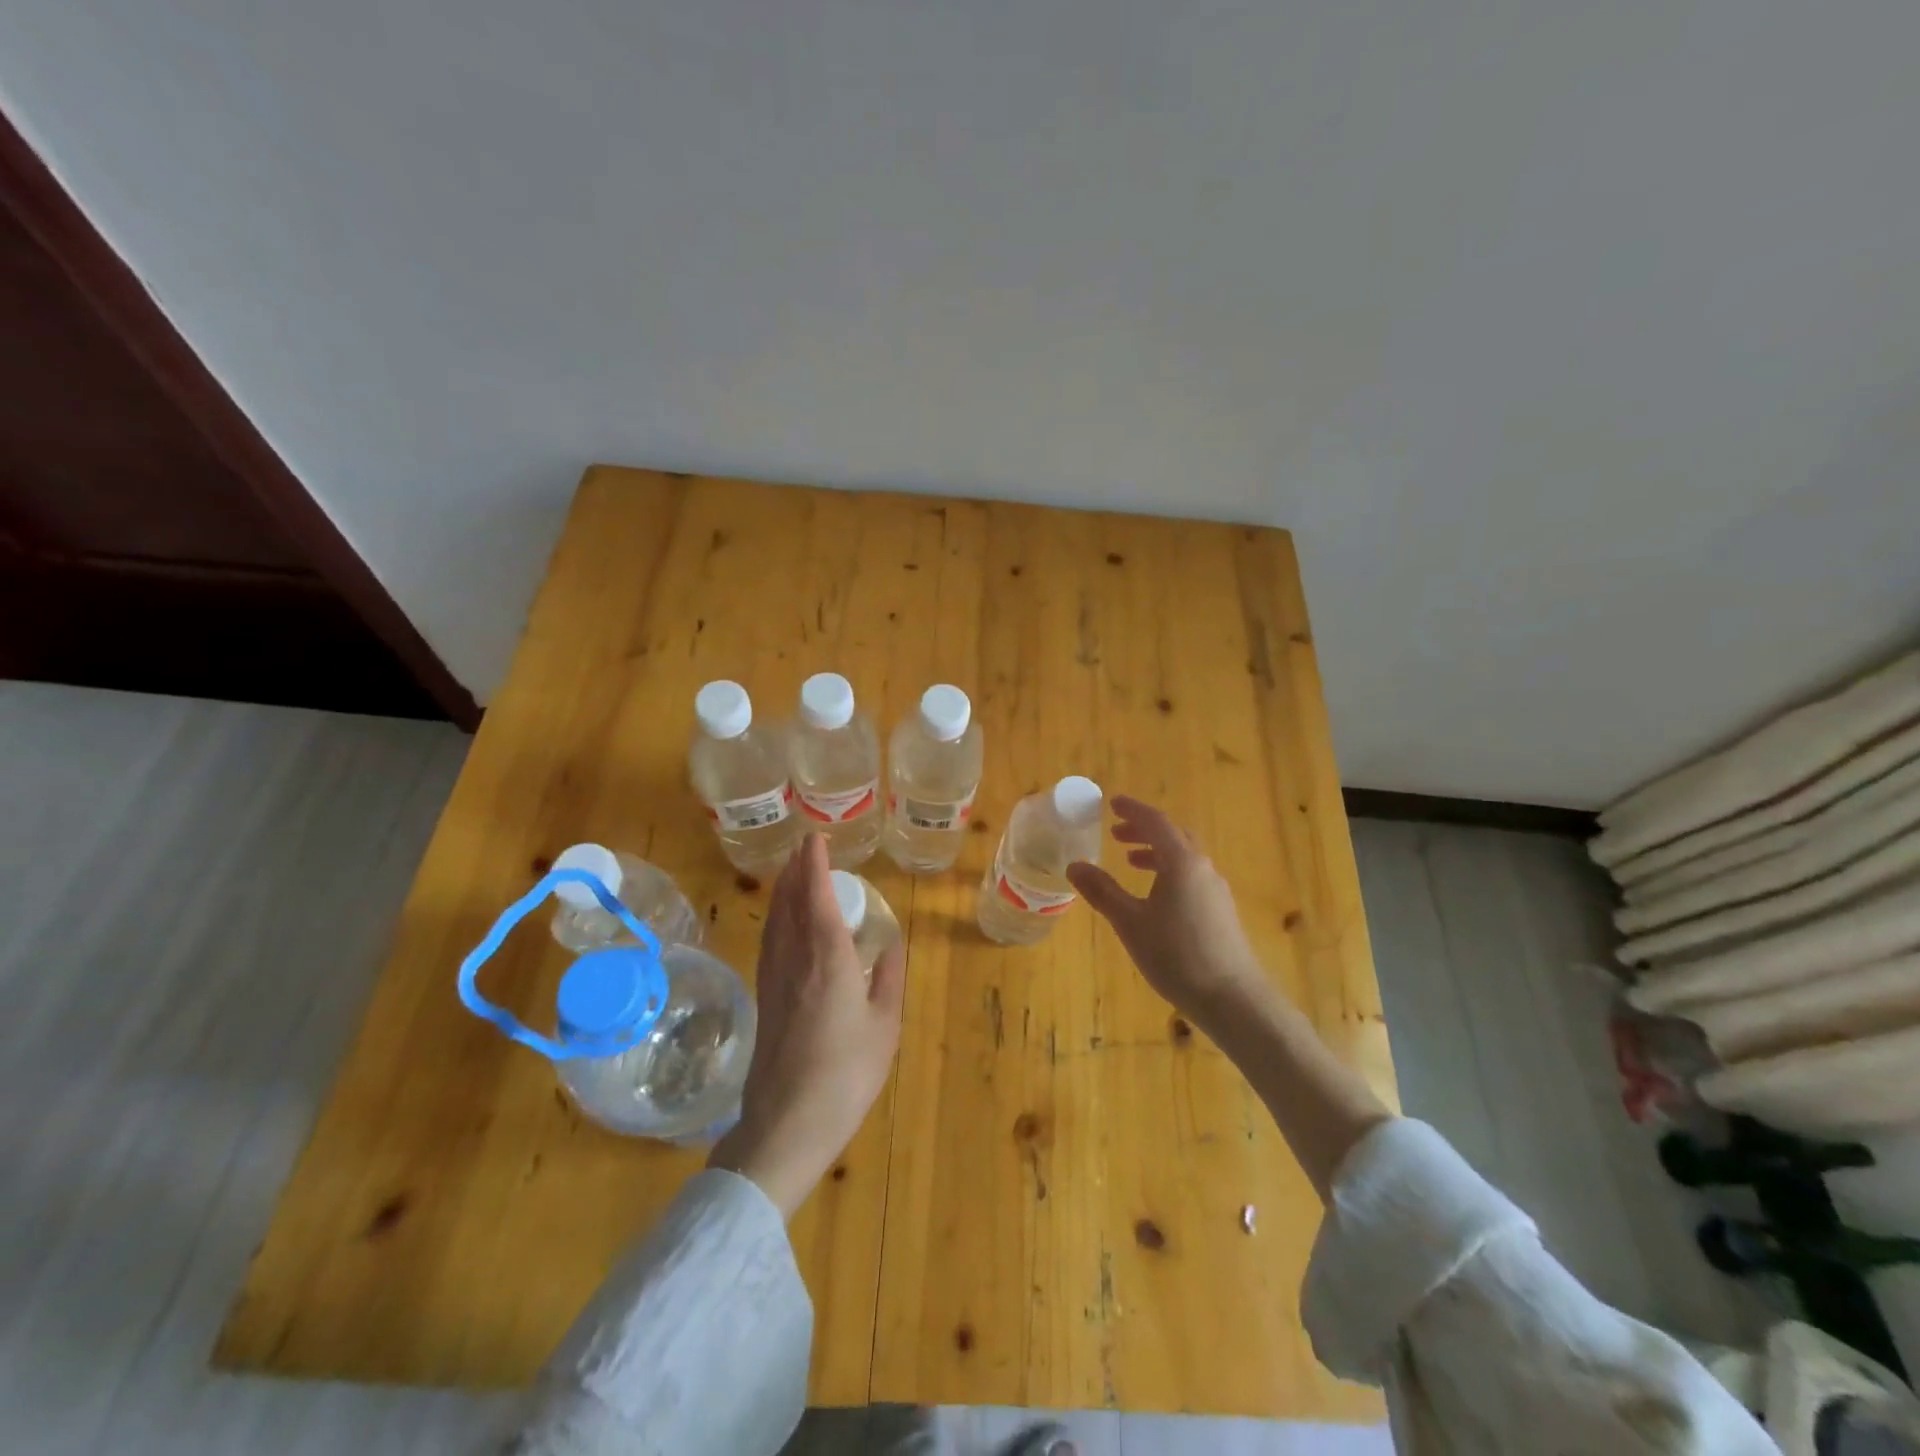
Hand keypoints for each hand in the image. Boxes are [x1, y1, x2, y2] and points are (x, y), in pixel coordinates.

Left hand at [709, 833, 905, 1217]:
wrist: (786, 1123)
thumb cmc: (846, 1073)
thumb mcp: (884, 1026)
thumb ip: (889, 977)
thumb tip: (891, 942)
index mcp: (827, 959)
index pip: (816, 897)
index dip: (815, 865)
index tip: (816, 839)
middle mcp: (795, 959)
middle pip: (789, 902)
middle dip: (797, 871)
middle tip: (807, 849)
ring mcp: (774, 978)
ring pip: (775, 920)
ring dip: (784, 890)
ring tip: (794, 873)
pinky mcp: (765, 997)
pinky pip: (770, 940)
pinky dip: (778, 916)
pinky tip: (784, 922)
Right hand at [1066, 796, 1270, 1030]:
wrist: (1233, 999)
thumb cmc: (1176, 955)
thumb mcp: (1129, 923)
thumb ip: (1102, 891)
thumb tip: (1075, 865)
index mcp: (1182, 862)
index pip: (1156, 822)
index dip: (1133, 810)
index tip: (1112, 804)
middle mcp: (1203, 868)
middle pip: (1173, 836)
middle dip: (1144, 830)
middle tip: (1116, 834)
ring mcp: (1216, 890)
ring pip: (1185, 858)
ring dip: (1157, 852)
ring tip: (1132, 862)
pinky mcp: (1221, 912)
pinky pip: (1192, 877)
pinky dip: (1169, 872)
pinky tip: (1156, 897)